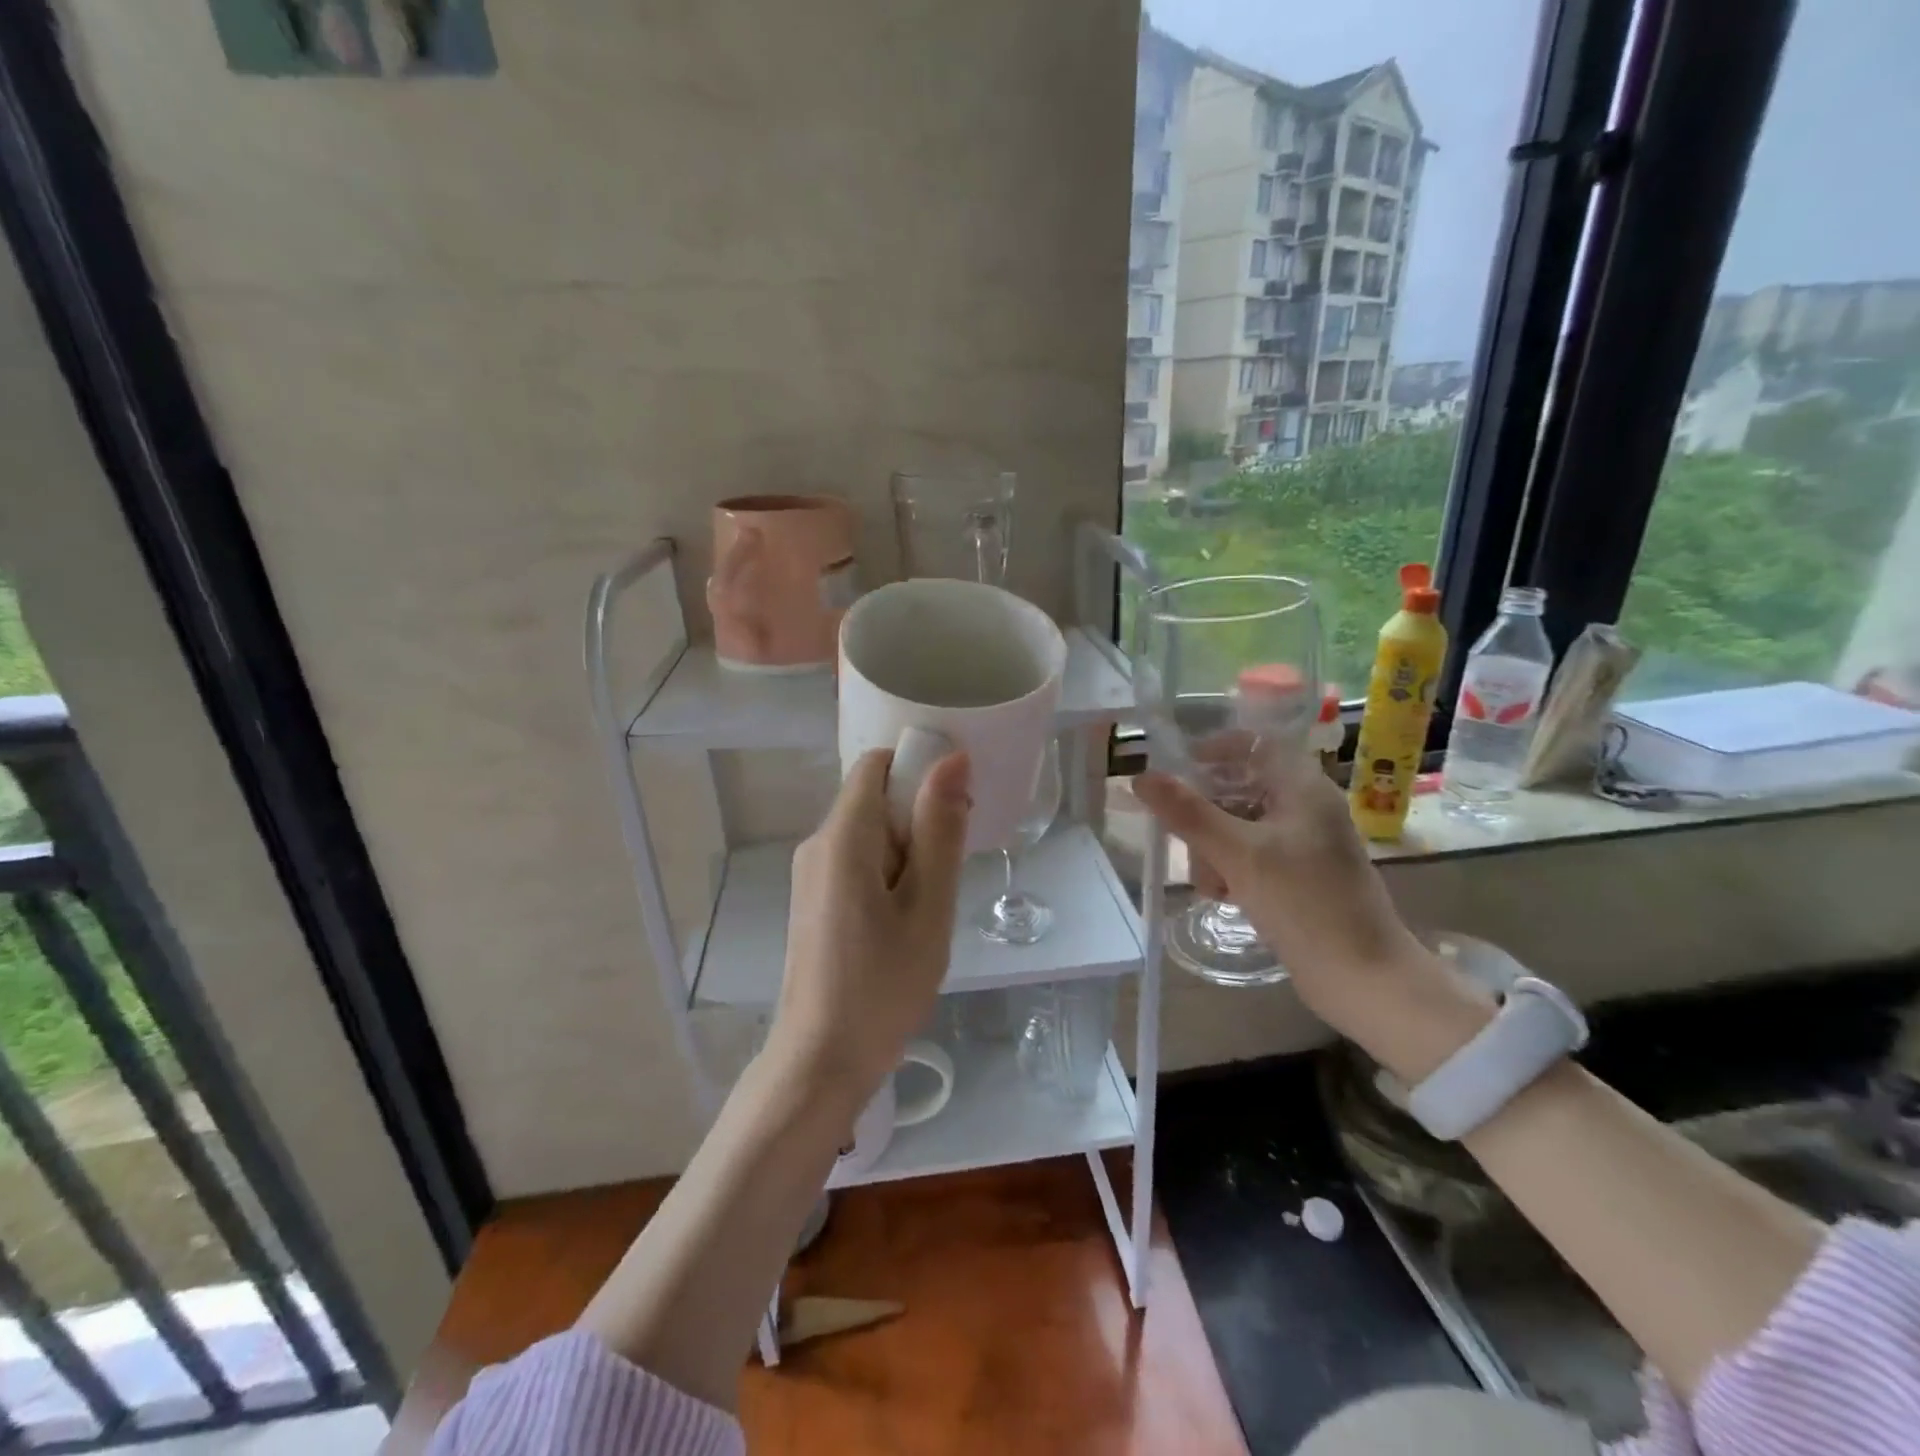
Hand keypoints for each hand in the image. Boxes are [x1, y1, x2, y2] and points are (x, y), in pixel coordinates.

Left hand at [766, 748, 971, 1110]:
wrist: (821, 1060)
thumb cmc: (883, 984)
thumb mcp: (928, 906)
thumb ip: (940, 829)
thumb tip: (952, 758)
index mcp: (843, 836)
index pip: (877, 764)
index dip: (919, 769)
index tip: (956, 806)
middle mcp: (816, 844)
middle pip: (872, 797)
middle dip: (917, 817)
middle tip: (951, 867)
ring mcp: (810, 874)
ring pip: (867, 832)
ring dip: (907, 850)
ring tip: (931, 902)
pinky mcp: (813, 900)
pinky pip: (855, 862)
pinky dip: (887, 872)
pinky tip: (906, 918)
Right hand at [1133, 750, 1436, 1036]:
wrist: (1364, 978)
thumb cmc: (1305, 904)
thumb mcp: (1238, 854)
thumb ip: (1188, 814)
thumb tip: (1141, 777)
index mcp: (1303, 788)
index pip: (1254, 744)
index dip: (1214, 749)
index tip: (1177, 769)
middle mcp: (1306, 807)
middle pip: (1240, 787)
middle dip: (1205, 813)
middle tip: (1183, 840)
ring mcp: (1304, 844)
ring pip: (1240, 826)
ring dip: (1214, 848)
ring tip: (1210, 883)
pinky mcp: (1300, 876)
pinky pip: (1252, 856)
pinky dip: (1232, 868)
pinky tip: (1225, 895)